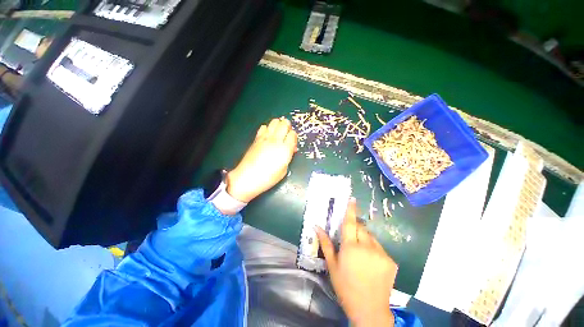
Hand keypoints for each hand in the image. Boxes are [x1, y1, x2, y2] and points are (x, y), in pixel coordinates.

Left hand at [226, 117, 296, 202]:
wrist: (247, 177)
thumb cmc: (268, 178)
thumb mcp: (283, 170)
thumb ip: (288, 157)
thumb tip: (290, 149)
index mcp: (285, 150)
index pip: (293, 134)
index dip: (294, 137)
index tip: (292, 142)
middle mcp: (276, 141)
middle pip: (284, 124)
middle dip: (288, 127)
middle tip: (287, 133)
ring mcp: (265, 138)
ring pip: (274, 122)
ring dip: (278, 125)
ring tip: (279, 131)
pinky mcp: (257, 138)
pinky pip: (264, 127)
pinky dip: (268, 128)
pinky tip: (268, 134)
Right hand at [315, 198, 397, 326]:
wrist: (369, 310)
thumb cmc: (345, 287)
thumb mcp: (332, 266)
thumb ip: (325, 244)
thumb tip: (317, 227)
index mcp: (350, 248)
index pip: (349, 223)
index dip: (350, 210)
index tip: (352, 199)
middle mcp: (367, 247)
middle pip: (361, 228)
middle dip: (356, 228)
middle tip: (352, 240)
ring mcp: (381, 254)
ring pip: (371, 237)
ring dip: (365, 239)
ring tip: (362, 255)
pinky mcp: (391, 261)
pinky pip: (380, 248)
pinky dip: (374, 250)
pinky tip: (371, 264)